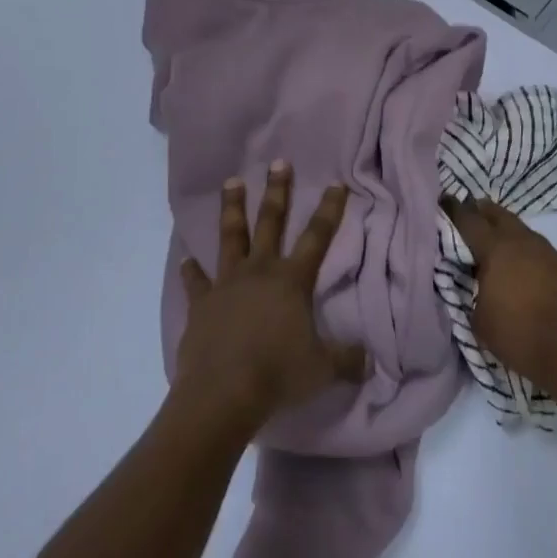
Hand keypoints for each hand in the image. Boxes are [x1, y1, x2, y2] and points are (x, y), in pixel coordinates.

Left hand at [174, 163, 367, 431]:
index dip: (329, 209)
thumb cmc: (277, 375)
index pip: (317, 237)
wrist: (222, 394)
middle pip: (270, 222)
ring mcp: (226, 284)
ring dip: (232, 209)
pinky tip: (186, 259)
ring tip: (232, 182)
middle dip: (277, 191)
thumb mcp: (322, 369)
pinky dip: (191, 271)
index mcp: (292, 280)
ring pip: (231, 237)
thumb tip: (369, 359)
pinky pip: (196, 282)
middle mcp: (259, 271)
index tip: (336, 184)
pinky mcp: (201, 304)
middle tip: (279, 162)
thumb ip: (347, 359)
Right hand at [441, 195, 556, 396]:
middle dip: (482, 213)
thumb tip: (476, 285)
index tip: (444, 202)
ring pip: (524, 233)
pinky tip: (531, 276)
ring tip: (500, 252)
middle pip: (498, 214)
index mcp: (496, 248)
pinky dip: (532, 258)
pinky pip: (544, 254)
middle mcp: (524, 241)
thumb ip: (472, 294)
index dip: (453, 210)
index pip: (468, 219)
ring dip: (509, 236)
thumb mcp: (480, 322)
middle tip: (470, 218)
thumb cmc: (522, 337)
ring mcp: (552, 252)